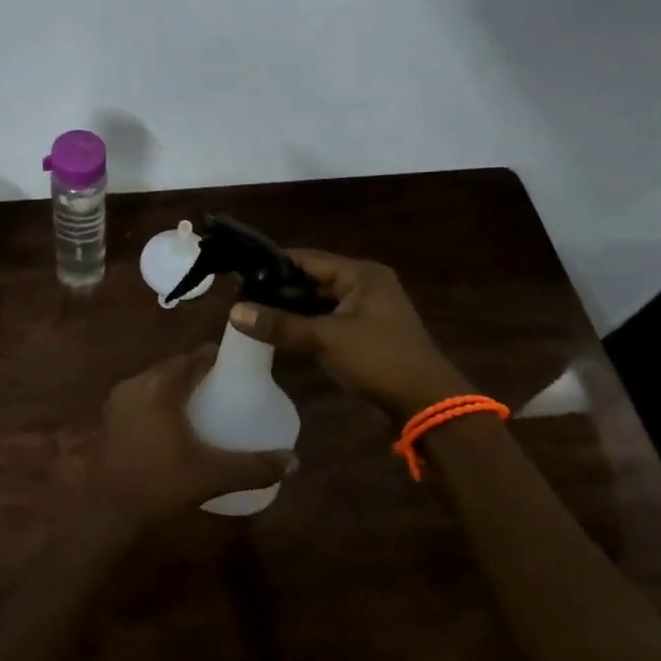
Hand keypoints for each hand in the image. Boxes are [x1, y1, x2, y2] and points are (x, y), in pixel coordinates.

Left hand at [93, 346, 293, 528]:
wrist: (106, 510)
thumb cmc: (159, 484)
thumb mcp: (211, 475)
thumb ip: (254, 467)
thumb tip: (294, 462)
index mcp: (161, 386)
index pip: (196, 357)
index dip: (219, 358)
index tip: (241, 369)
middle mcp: (137, 383)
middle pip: (175, 366)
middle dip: (200, 372)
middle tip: (227, 389)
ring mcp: (119, 399)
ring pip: (156, 380)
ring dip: (179, 386)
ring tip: (205, 404)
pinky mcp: (110, 416)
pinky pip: (142, 395)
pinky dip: (161, 400)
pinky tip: (175, 422)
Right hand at [229, 250, 471, 420]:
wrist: (426, 402)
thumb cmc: (379, 360)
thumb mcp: (327, 340)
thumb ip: (281, 325)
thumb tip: (234, 312)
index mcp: (361, 274)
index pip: (307, 258)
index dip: (273, 264)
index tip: (239, 272)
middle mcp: (365, 283)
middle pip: (312, 277)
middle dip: (279, 287)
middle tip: (240, 295)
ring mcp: (366, 307)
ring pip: (319, 299)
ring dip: (291, 306)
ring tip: (252, 310)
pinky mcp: (365, 329)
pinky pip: (327, 316)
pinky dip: (306, 321)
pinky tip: (280, 328)